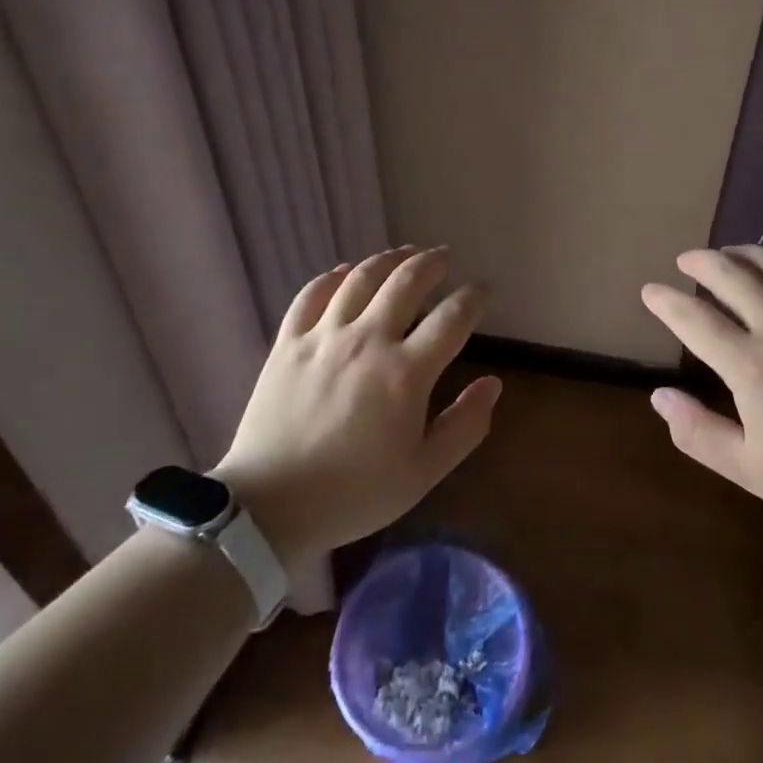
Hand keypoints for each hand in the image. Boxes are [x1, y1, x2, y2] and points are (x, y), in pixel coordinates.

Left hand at [215, 246, 499, 571]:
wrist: (269, 508)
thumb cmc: (354, 494)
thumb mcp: (423, 472)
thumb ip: (465, 425)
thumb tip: (493, 383)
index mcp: (406, 373)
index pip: (452, 317)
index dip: (473, 297)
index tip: (482, 290)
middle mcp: (368, 341)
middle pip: (407, 281)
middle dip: (432, 263)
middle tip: (444, 257)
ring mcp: (324, 337)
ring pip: (361, 278)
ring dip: (389, 259)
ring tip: (405, 254)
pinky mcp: (288, 343)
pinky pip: (312, 294)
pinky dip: (333, 276)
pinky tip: (346, 272)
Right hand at [640, 247, 762, 537]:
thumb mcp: (753, 471)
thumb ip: (699, 433)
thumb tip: (659, 396)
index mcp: (752, 365)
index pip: (695, 319)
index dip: (666, 302)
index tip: (650, 291)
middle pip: (731, 274)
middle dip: (701, 262)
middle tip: (686, 260)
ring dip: (742, 252)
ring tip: (727, 253)